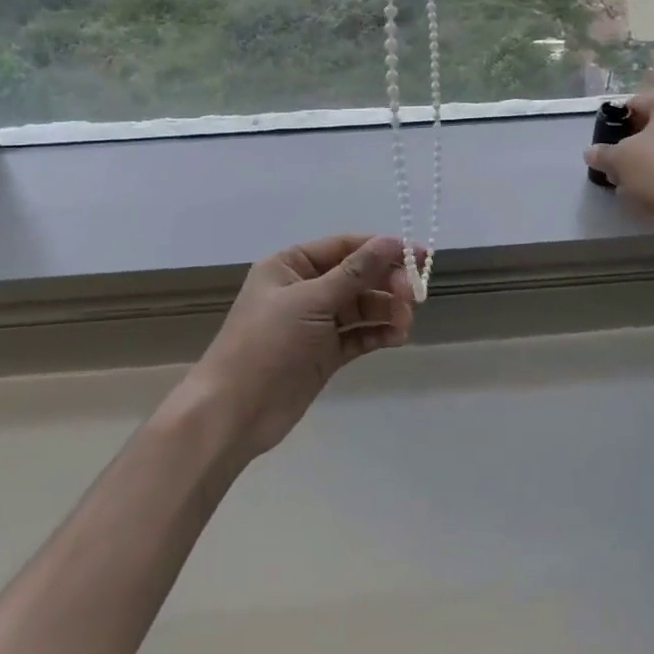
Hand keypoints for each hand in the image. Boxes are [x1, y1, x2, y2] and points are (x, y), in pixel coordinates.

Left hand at [176, 235, 418, 462]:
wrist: (235, 412)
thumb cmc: (266, 344)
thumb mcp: (311, 301)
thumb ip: (354, 272)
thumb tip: (391, 241)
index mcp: (291, 265)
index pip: (344, 247)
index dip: (381, 249)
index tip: (418, 257)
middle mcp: (304, 289)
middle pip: (357, 277)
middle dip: (386, 284)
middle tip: (413, 298)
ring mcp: (315, 323)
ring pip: (361, 307)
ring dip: (386, 311)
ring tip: (405, 325)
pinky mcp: (324, 353)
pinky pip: (358, 335)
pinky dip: (378, 333)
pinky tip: (396, 338)